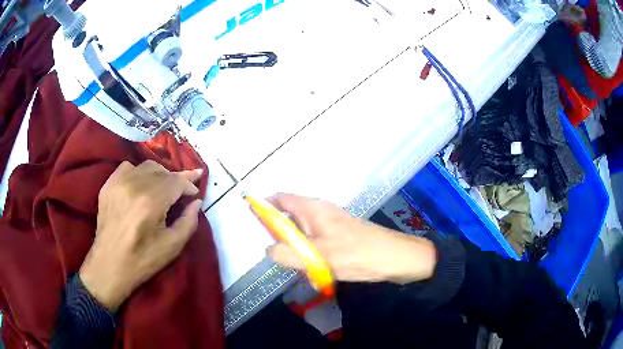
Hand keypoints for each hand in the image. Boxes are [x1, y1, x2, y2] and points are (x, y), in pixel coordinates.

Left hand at [79, 160, 203, 311]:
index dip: (189, 184)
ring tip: (163, 189)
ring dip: (159, 175)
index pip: (176, 181)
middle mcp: (134, 186)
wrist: (109, 265)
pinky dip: (139, 173)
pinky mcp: (108, 185)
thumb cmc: (143, 260)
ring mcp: (118, 182)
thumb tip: (196, 202)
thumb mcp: (172, 247)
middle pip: (162, 171)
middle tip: (182, 192)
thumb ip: (188, 222)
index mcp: (151, 202)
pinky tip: (140, 186)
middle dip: (176, 180)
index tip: (195, 192)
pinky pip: (128, 167)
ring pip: (146, 166)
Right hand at [266, 193, 436, 284]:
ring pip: (302, 233)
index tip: (252, 222)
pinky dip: (310, 253)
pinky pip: (315, 241)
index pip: (280, 198)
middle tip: (280, 257)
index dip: (264, 206)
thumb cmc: (356, 254)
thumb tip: (268, 249)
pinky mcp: (339, 235)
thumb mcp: (317, 257)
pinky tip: (316, 269)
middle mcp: (319, 211)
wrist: (394, 258)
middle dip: (281, 237)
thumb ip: (287, 253)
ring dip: (297, 249)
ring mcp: (331, 223)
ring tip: (301, 267)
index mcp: (312, 208)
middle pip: (289, 217)